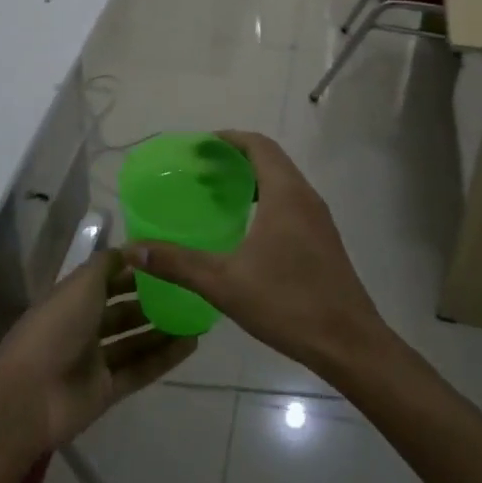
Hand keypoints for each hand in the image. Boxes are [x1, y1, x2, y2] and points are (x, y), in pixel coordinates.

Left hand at [0, 249, 196, 451]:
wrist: (30, 397)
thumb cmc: (54, 329)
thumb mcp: (80, 285)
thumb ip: (107, 265)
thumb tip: (132, 248)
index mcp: (71, 299)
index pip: (106, 280)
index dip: (131, 270)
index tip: (164, 260)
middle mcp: (83, 327)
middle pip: (121, 311)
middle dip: (150, 300)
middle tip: (186, 289)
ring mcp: (95, 361)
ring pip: (135, 341)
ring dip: (162, 329)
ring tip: (196, 316)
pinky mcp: (108, 390)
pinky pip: (141, 369)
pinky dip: (164, 357)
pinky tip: (191, 344)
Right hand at [122, 130, 386, 379]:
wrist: (350, 343)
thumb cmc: (287, 303)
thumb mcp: (224, 283)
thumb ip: (177, 263)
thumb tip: (132, 250)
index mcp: (285, 194)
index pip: (258, 145)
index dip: (229, 138)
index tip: (200, 146)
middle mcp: (306, 197)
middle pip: (271, 159)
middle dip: (237, 157)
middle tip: (201, 170)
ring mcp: (319, 219)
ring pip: (284, 182)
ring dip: (254, 179)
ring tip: (219, 195)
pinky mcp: (324, 241)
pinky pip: (292, 203)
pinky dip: (267, 200)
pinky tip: (246, 230)